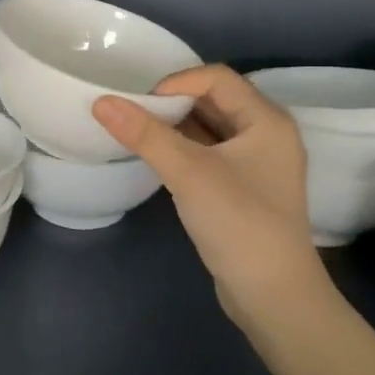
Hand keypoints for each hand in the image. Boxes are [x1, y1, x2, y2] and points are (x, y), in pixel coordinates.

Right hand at [92, 65, 328, 332]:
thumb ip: (146, 135)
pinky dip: (185, 149)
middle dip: (174, 102)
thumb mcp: (189, 173)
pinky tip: (159, 157)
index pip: (217, 78)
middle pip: (215, 99)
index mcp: (267, 120)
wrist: (273, 296)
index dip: (176, 82)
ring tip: (139, 131)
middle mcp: (268, 133)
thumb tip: (101, 102)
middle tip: (134, 113)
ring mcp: (258, 162)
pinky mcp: (245, 187)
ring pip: (212, 127)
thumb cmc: (238, 223)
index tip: (140, 102)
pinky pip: (211, 152)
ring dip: (177, 126)